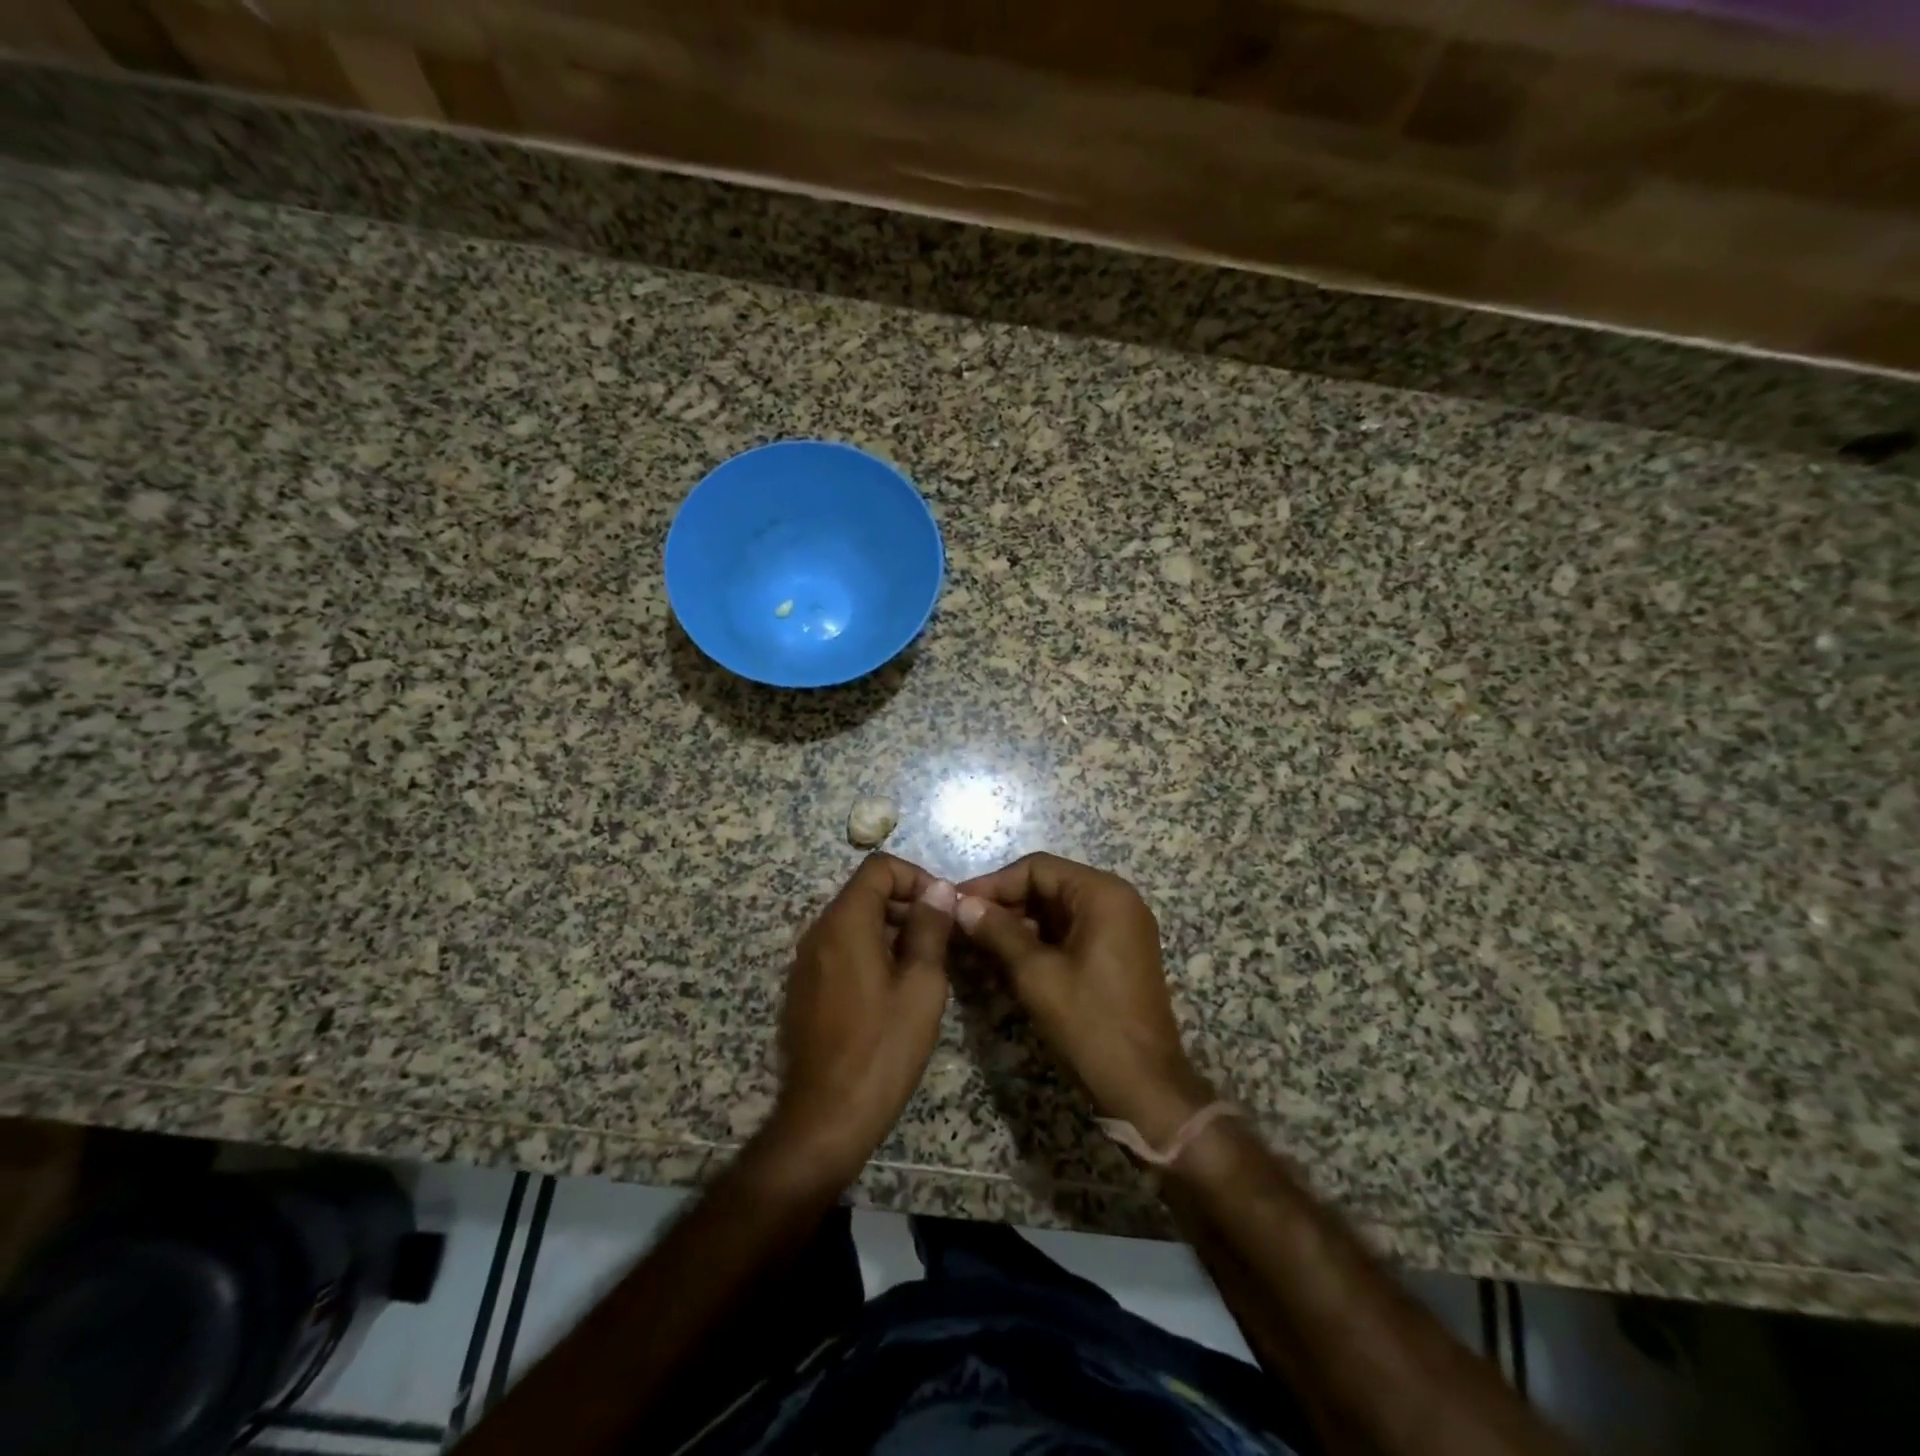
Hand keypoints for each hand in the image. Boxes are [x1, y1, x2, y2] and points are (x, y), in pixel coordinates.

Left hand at [770, 853, 954, 1183]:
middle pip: (865, 893)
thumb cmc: (882, 1048)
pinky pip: (842, 950)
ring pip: (855, 923)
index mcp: (845, 922)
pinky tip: (896, 990)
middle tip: (944, 938)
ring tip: (927, 965)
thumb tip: (938, 889)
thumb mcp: (921, 985)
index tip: (944, 907)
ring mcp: (807, 962)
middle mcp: (819, 932)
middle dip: (907, 905)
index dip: (916, 877)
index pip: (878, 868)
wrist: (826, 1117)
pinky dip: (872, 952)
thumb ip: (930, 928)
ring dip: (892, 930)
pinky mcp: (805, 989)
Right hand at [955, 853, 1214, 1146]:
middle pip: (1047, 887)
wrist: (1144, 1088)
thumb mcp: (1036, 975)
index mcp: (1103, 894)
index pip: (1037, 868)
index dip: (993, 884)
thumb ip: (998, 932)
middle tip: (962, 927)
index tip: (956, 904)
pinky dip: (1037, 944)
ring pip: (1055, 913)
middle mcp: (1116, 902)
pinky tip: (1004, 963)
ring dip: (1016, 926)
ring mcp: (1119, 930)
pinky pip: (1069, 935)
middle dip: (1004, 906)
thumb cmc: (1090, 1024)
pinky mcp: (1116, 956)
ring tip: (975, 946)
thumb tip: (961, 905)